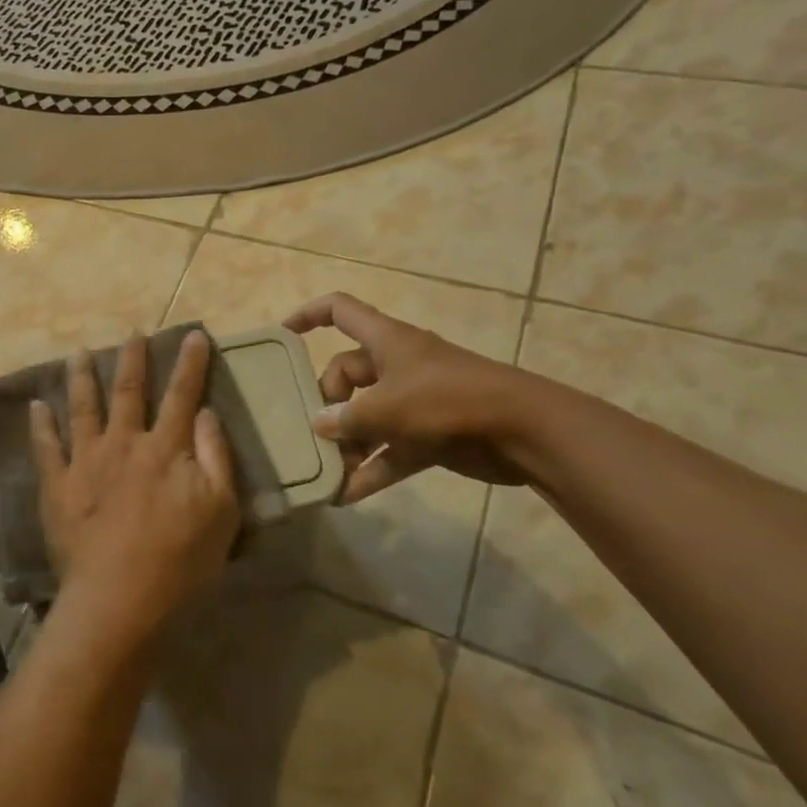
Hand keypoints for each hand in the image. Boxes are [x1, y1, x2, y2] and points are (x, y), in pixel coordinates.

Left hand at [30, 332, 240, 646]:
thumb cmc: (180, 558)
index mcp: (165, 448)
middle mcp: (123, 443)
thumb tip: (207, 412)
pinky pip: (46, 447)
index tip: (194, 335)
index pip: (182, 395)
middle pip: (128, 391)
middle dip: (132, 358)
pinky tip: (36, 405)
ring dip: (82, 378)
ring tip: (78, 354)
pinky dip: (41, 425)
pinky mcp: (58, 485)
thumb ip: (216, 456)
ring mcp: (86, 461)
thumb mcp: (221, 510)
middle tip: (132, 333)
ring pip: (83, 408)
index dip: (191, 364)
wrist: (119, 597)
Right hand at [284, 292, 534, 499]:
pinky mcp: (429, 434)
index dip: (308, 315)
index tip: (282, 336)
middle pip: (346, 374)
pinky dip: (372, 469)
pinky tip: (348, 495)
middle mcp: (396, 365)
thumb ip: (347, 418)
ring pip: (367, 416)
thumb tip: (319, 424)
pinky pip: (390, 450)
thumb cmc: (449, 400)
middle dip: (327, 404)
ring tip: (325, 472)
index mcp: (386, 340)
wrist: (524, 431)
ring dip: (347, 443)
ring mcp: (414, 400)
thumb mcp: (388, 407)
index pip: (339, 310)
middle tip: (314, 433)